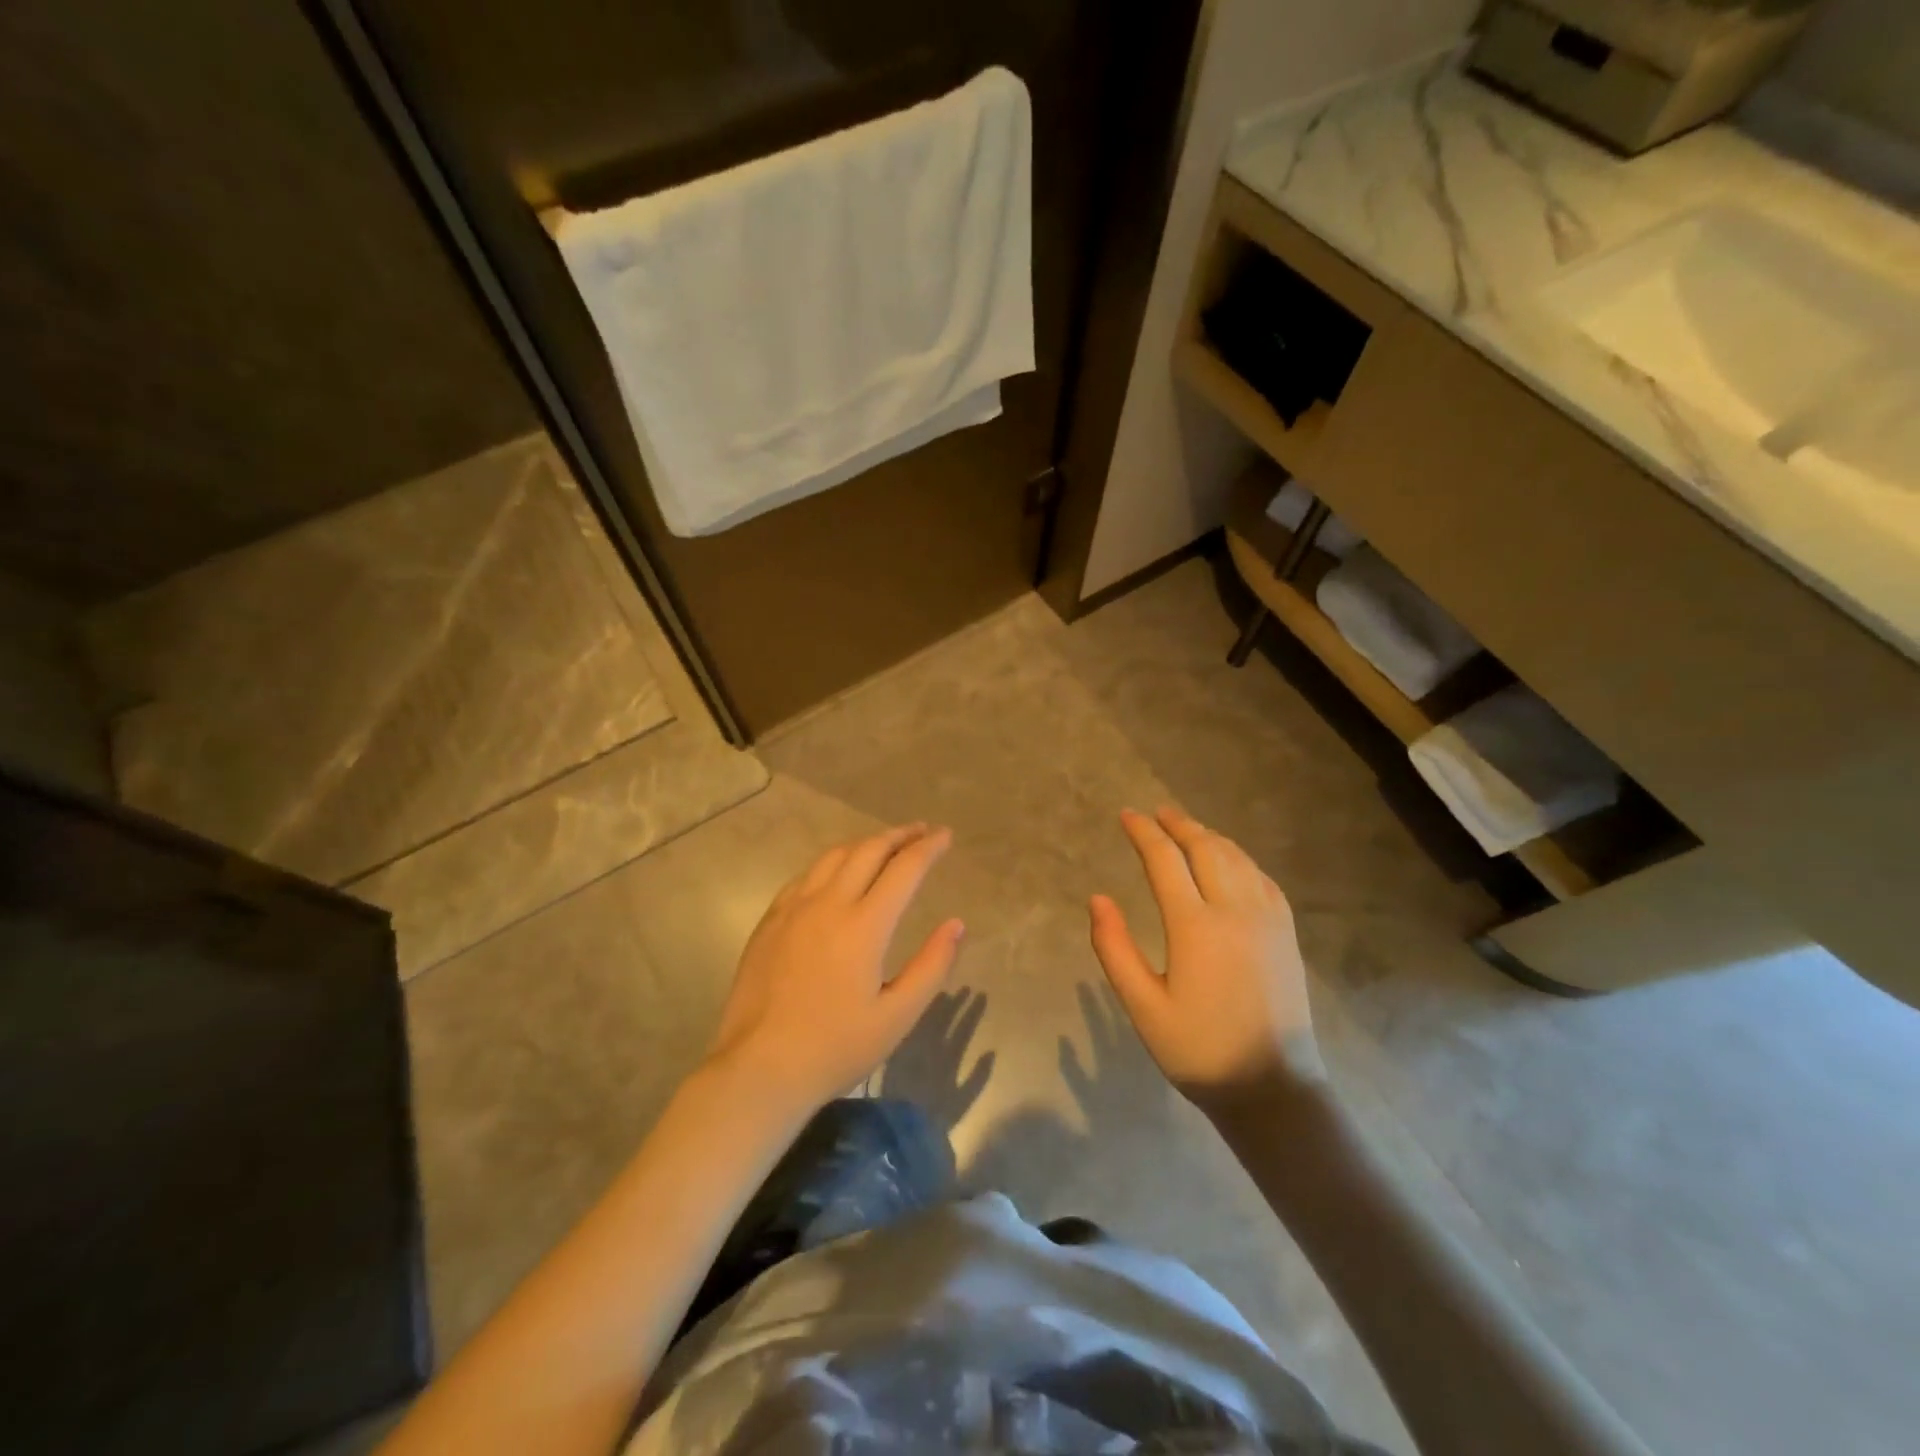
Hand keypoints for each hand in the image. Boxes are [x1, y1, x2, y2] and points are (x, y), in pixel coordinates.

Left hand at [706, 824, 964, 1111]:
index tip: (946, 835)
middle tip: (921, 831)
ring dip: (865, 844)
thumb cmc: (835, 1048)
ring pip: (833, 856)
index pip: (904, 869)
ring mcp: (793, 908)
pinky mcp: (770, 920)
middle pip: (868, 851)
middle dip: (899, 835)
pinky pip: (806, 876)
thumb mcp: (897, 1016)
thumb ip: (932, 966)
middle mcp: (828, 903)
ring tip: (884, 845)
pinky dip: (831, 863)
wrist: (759, 1069)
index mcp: (864, 925)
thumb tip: (956, 924)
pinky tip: (836, 873)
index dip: (929, 848)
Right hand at [1089, 807, 1321, 1111]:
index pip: (1165, 860)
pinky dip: (1239, 858)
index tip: (1126, 816)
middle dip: (1177, 825)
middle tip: (1156, 813)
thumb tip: (1098, 898)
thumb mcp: (1143, 1007)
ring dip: (1208, 836)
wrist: (1273, 1088)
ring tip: (1186, 827)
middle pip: (1205, 848)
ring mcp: (1267, 919)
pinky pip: (1262, 878)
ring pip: (1236, 858)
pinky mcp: (1286, 933)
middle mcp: (1234, 910)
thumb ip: (1115, 949)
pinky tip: (1231, 861)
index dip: (1143, 833)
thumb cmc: (1198, 1050)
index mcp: (1195, 926)